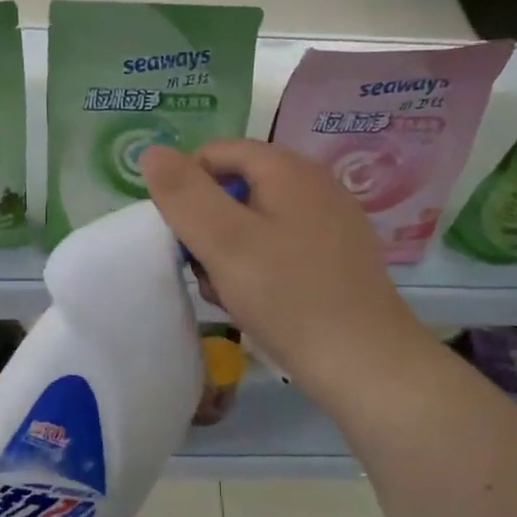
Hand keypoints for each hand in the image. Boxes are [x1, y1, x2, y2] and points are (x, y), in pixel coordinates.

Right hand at [141, 140, 435, 406]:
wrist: (364, 363)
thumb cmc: (288, 297)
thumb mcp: (224, 242)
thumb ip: (184, 194)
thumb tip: (151, 153)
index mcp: (289, 169)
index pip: (216, 152)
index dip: (186, 187)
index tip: (178, 235)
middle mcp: (315, 185)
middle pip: (236, 188)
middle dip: (207, 226)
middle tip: (203, 270)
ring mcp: (331, 223)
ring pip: (256, 222)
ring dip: (229, 253)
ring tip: (229, 293)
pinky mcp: (338, 258)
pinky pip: (281, 248)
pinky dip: (259, 268)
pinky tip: (258, 304)